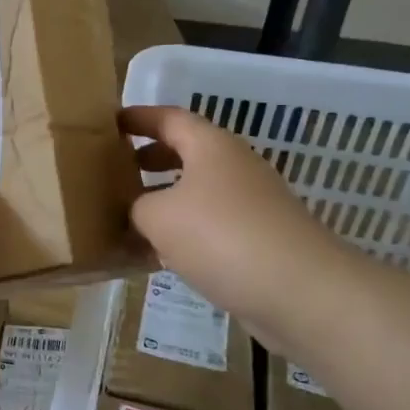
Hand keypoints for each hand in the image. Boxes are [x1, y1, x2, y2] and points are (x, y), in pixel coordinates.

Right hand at [122, 105, 346, 327]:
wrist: (301, 291)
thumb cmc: (221, 236)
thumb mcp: (158, 216)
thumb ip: (137, 206)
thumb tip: (138, 211)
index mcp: (210, 146)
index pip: (167, 118)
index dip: (137, 119)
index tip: (109, 125)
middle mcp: (233, 166)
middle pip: (185, 152)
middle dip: (149, 158)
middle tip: (115, 169)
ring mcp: (251, 203)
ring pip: (197, 191)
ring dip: (164, 198)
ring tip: (129, 215)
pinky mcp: (259, 238)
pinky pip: (210, 224)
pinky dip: (184, 231)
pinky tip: (160, 255)